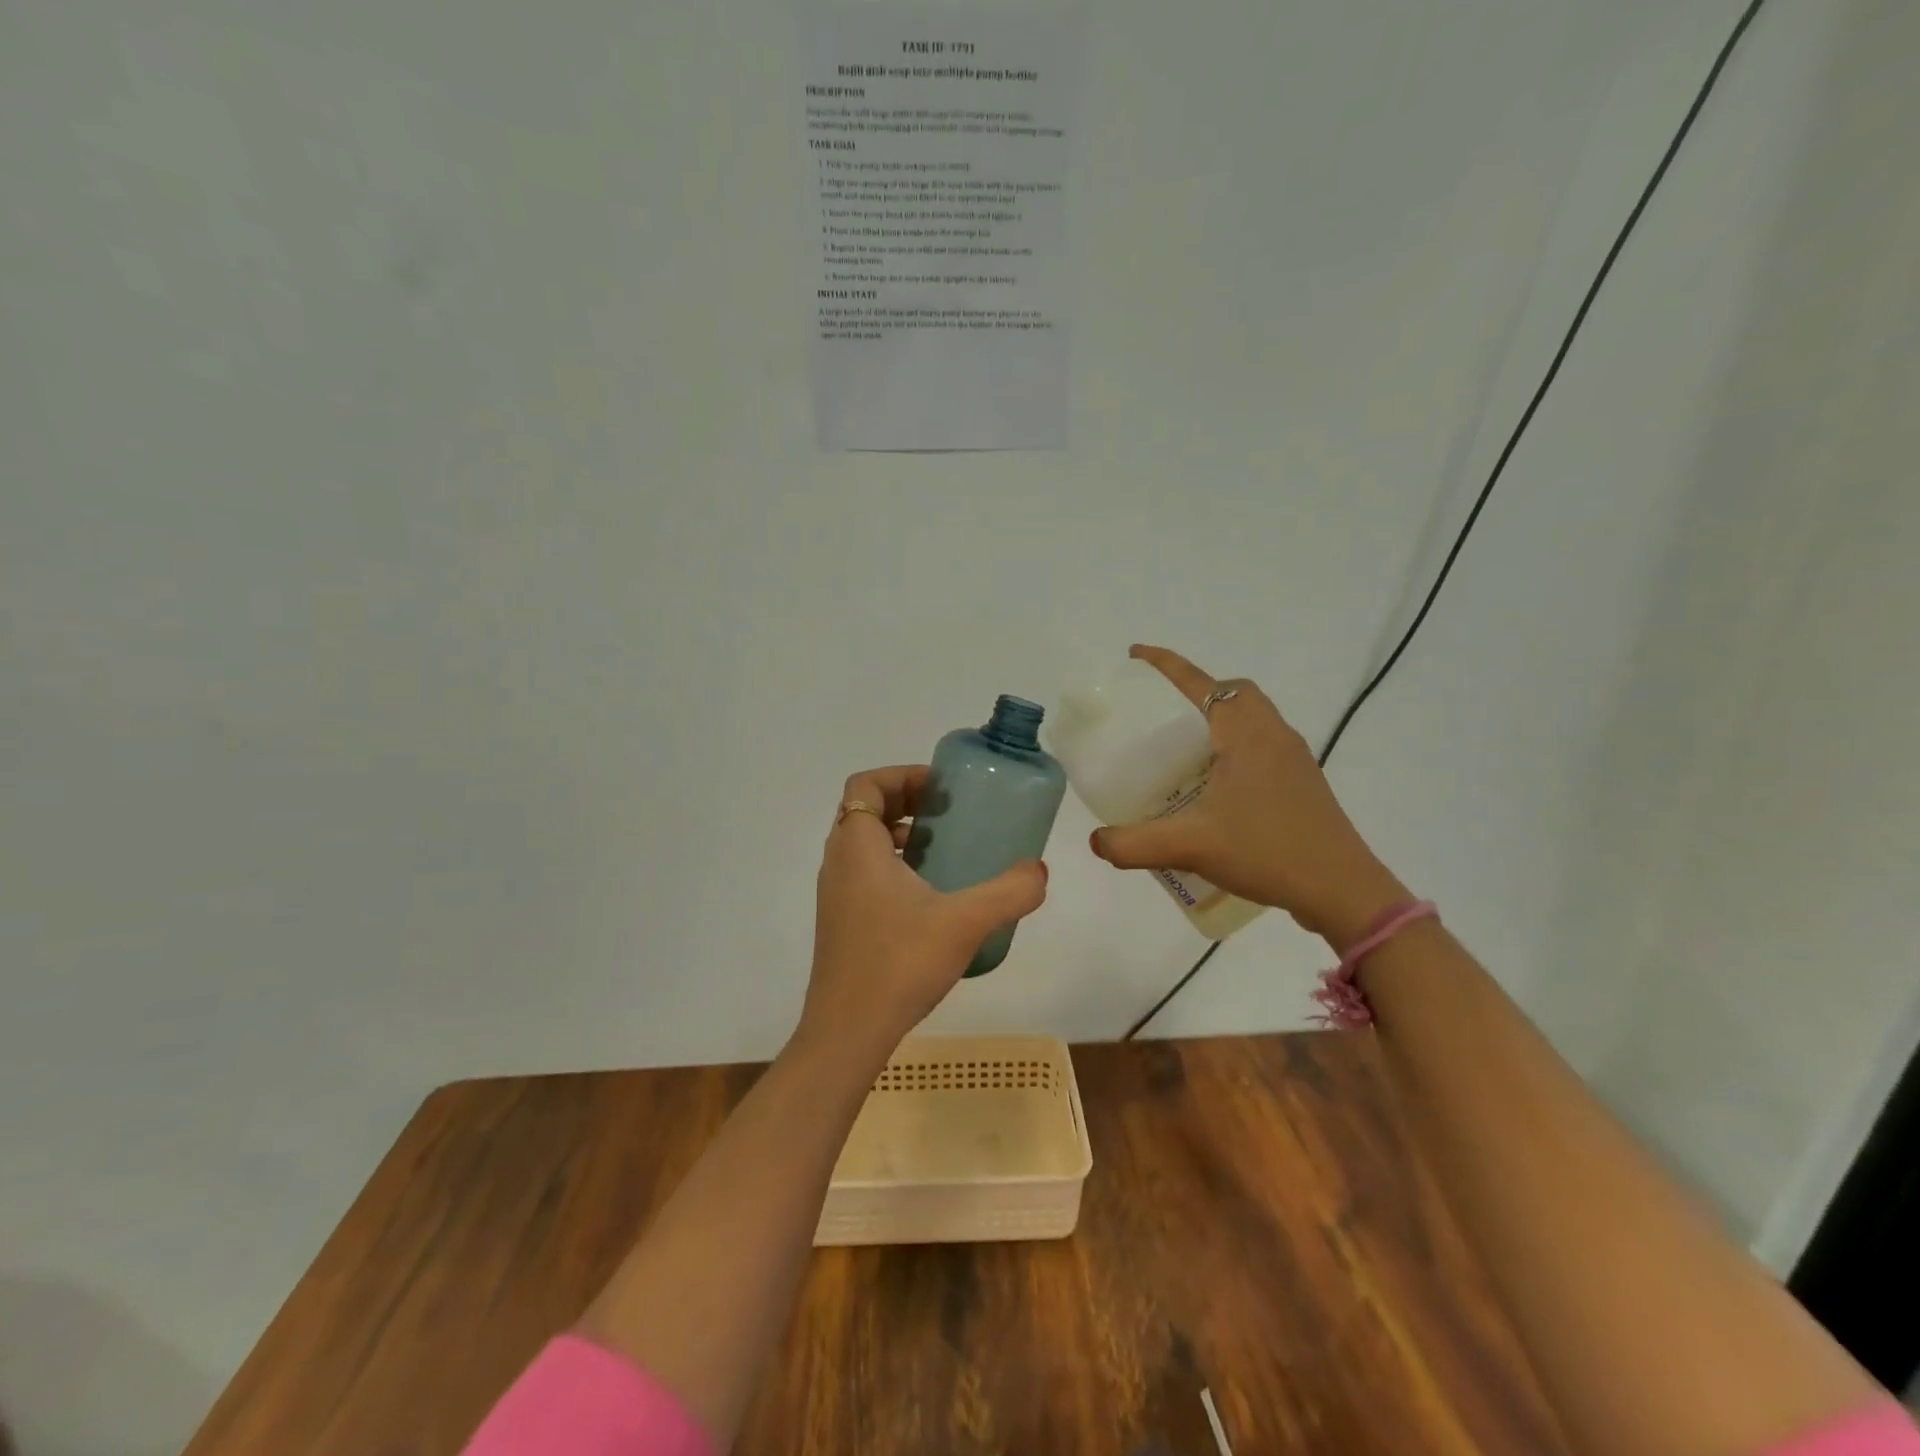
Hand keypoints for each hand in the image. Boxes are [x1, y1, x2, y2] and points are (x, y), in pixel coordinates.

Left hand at [800, 764, 1048, 1062]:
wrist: (847, 1032)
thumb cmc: (899, 963)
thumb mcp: (965, 922)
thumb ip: (1009, 892)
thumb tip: (1039, 871)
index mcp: (857, 847)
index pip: (866, 784)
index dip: (902, 775)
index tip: (942, 790)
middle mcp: (838, 862)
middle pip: (865, 810)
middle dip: (906, 802)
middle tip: (948, 814)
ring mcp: (834, 894)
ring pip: (863, 844)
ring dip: (899, 835)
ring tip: (943, 850)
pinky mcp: (840, 922)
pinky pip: (863, 873)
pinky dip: (893, 866)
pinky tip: (931, 898)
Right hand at [1088, 645, 1408, 950]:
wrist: (1341, 890)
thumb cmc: (1267, 852)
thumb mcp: (1190, 847)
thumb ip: (1134, 844)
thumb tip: (1096, 842)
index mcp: (1245, 734)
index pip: (1200, 683)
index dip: (1165, 664)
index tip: (1135, 654)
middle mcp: (1273, 734)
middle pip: (1234, 692)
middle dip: (1196, 691)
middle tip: (1162, 714)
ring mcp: (1294, 758)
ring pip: (1253, 717)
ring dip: (1219, 718)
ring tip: (1185, 750)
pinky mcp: (1303, 782)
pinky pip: (1263, 744)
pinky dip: (1236, 745)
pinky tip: (1217, 787)